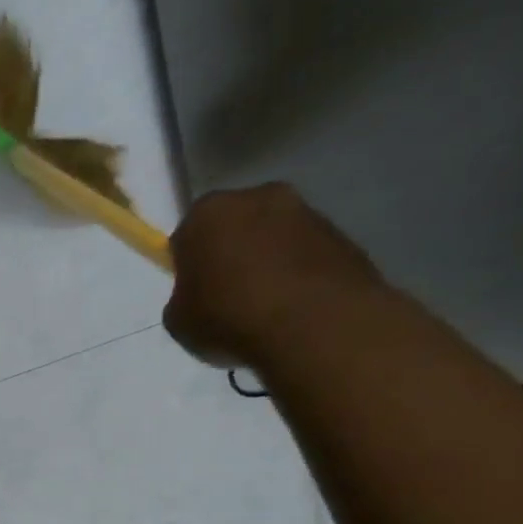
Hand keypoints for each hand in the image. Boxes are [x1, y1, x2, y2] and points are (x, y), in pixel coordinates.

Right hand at [163, 183, 383, 366]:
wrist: (316, 326)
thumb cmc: (229, 318)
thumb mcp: (179, 321)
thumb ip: (183, 299)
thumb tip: (200, 297)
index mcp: (207, 212)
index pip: (187, 235)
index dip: (188, 265)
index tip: (193, 292)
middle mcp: (258, 197)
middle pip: (235, 227)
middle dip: (231, 254)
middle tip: (227, 296)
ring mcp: (307, 212)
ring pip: (274, 238)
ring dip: (268, 262)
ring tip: (266, 307)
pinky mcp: (344, 235)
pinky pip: (307, 255)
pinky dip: (300, 274)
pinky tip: (295, 309)